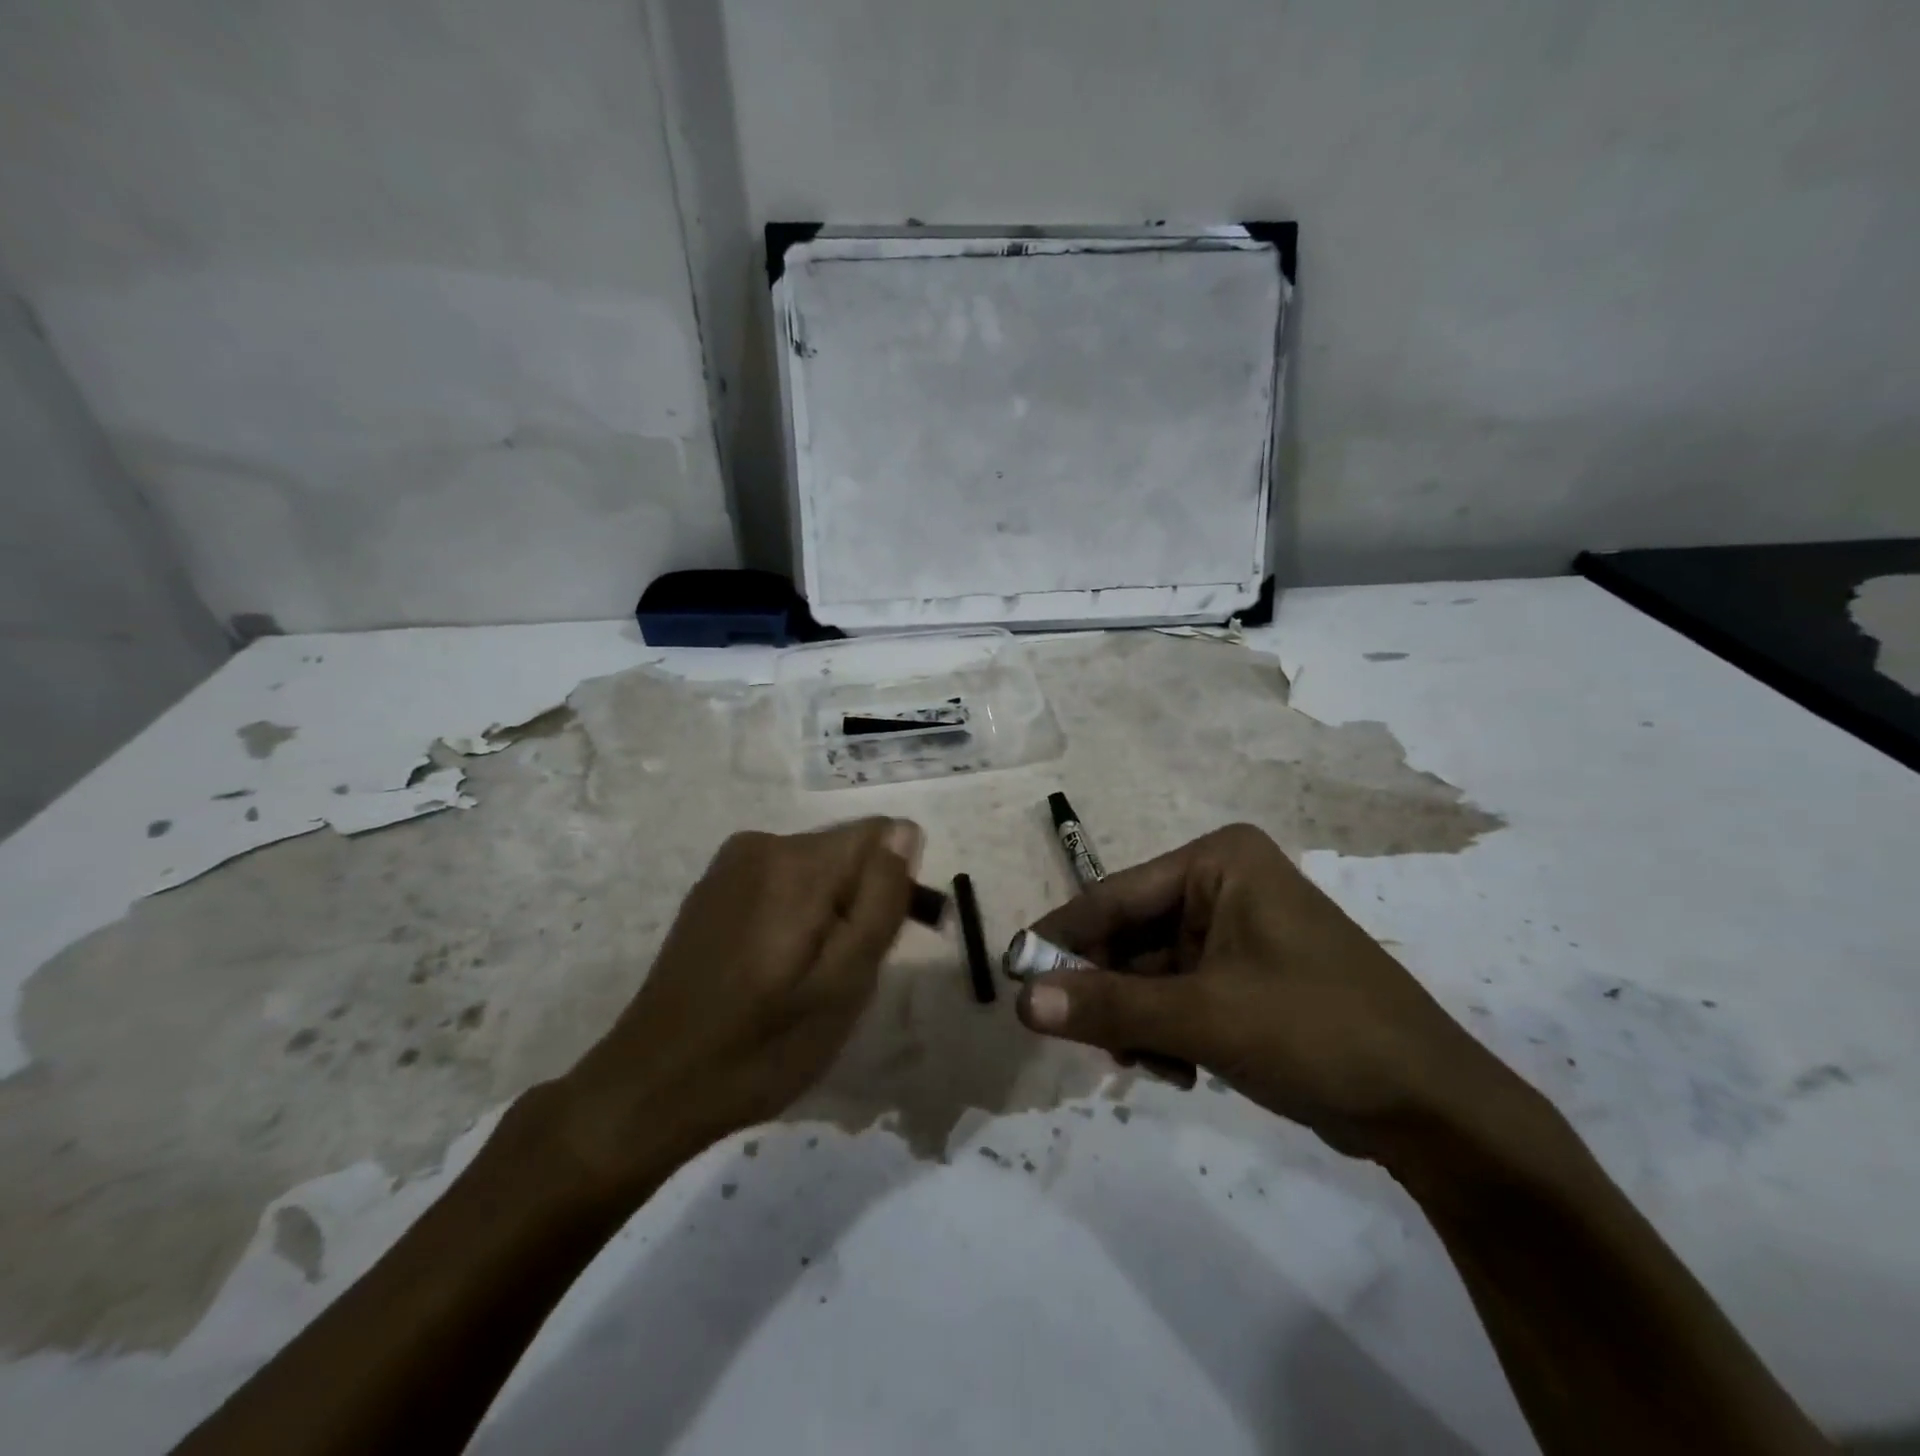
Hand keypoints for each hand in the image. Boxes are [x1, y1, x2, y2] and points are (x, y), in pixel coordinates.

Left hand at [554, 818, 920, 1197]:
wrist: (653, 1086)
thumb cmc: (762, 1046)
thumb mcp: (845, 982)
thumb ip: (882, 899)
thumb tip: (906, 832)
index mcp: (797, 861)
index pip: (882, 834)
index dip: (896, 885)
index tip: (883, 942)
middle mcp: (762, 842)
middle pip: (847, 851)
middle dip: (861, 901)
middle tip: (845, 973)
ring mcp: (730, 864)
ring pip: (817, 869)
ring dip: (830, 912)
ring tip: (808, 977)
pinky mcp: (713, 888)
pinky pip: (782, 882)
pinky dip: (795, 915)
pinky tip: (773, 968)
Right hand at [1015, 823, 1529, 1164]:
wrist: (1433, 1109)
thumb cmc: (1318, 1032)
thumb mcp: (1204, 1018)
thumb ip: (1108, 1007)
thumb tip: (1020, 1001)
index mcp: (1218, 861)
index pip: (1114, 895)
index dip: (1062, 939)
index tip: (1014, 978)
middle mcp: (1223, 883)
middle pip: (1130, 935)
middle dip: (1108, 991)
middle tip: (1086, 1041)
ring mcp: (1235, 929)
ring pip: (1149, 971)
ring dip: (1137, 1019)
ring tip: (1148, 1065)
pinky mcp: (1245, 974)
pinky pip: (1178, 993)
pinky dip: (1166, 1031)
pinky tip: (1179, 1070)